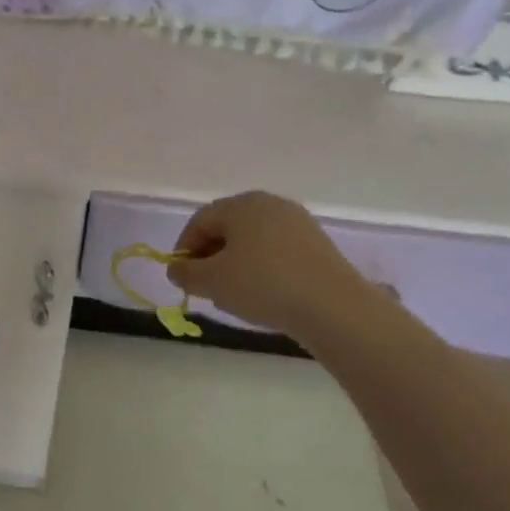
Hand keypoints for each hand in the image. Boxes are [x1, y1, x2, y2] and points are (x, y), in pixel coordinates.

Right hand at [168, 191, 367, 335]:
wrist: (333, 306)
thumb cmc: (263, 285)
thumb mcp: (212, 282)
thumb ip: (186, 273)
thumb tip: (176, 268)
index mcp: (241, 204)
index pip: (200, 221)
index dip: (184, 248)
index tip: (182, 277)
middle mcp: (270, 204)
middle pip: (228, 226)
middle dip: (210, 255)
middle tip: (205, 285)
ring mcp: (297, 221)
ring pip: (253, 239)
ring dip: (236, 262)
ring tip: (234, 292)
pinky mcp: (317, 243)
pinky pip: (276, 249)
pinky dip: (262, 266)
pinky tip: (264, 292)